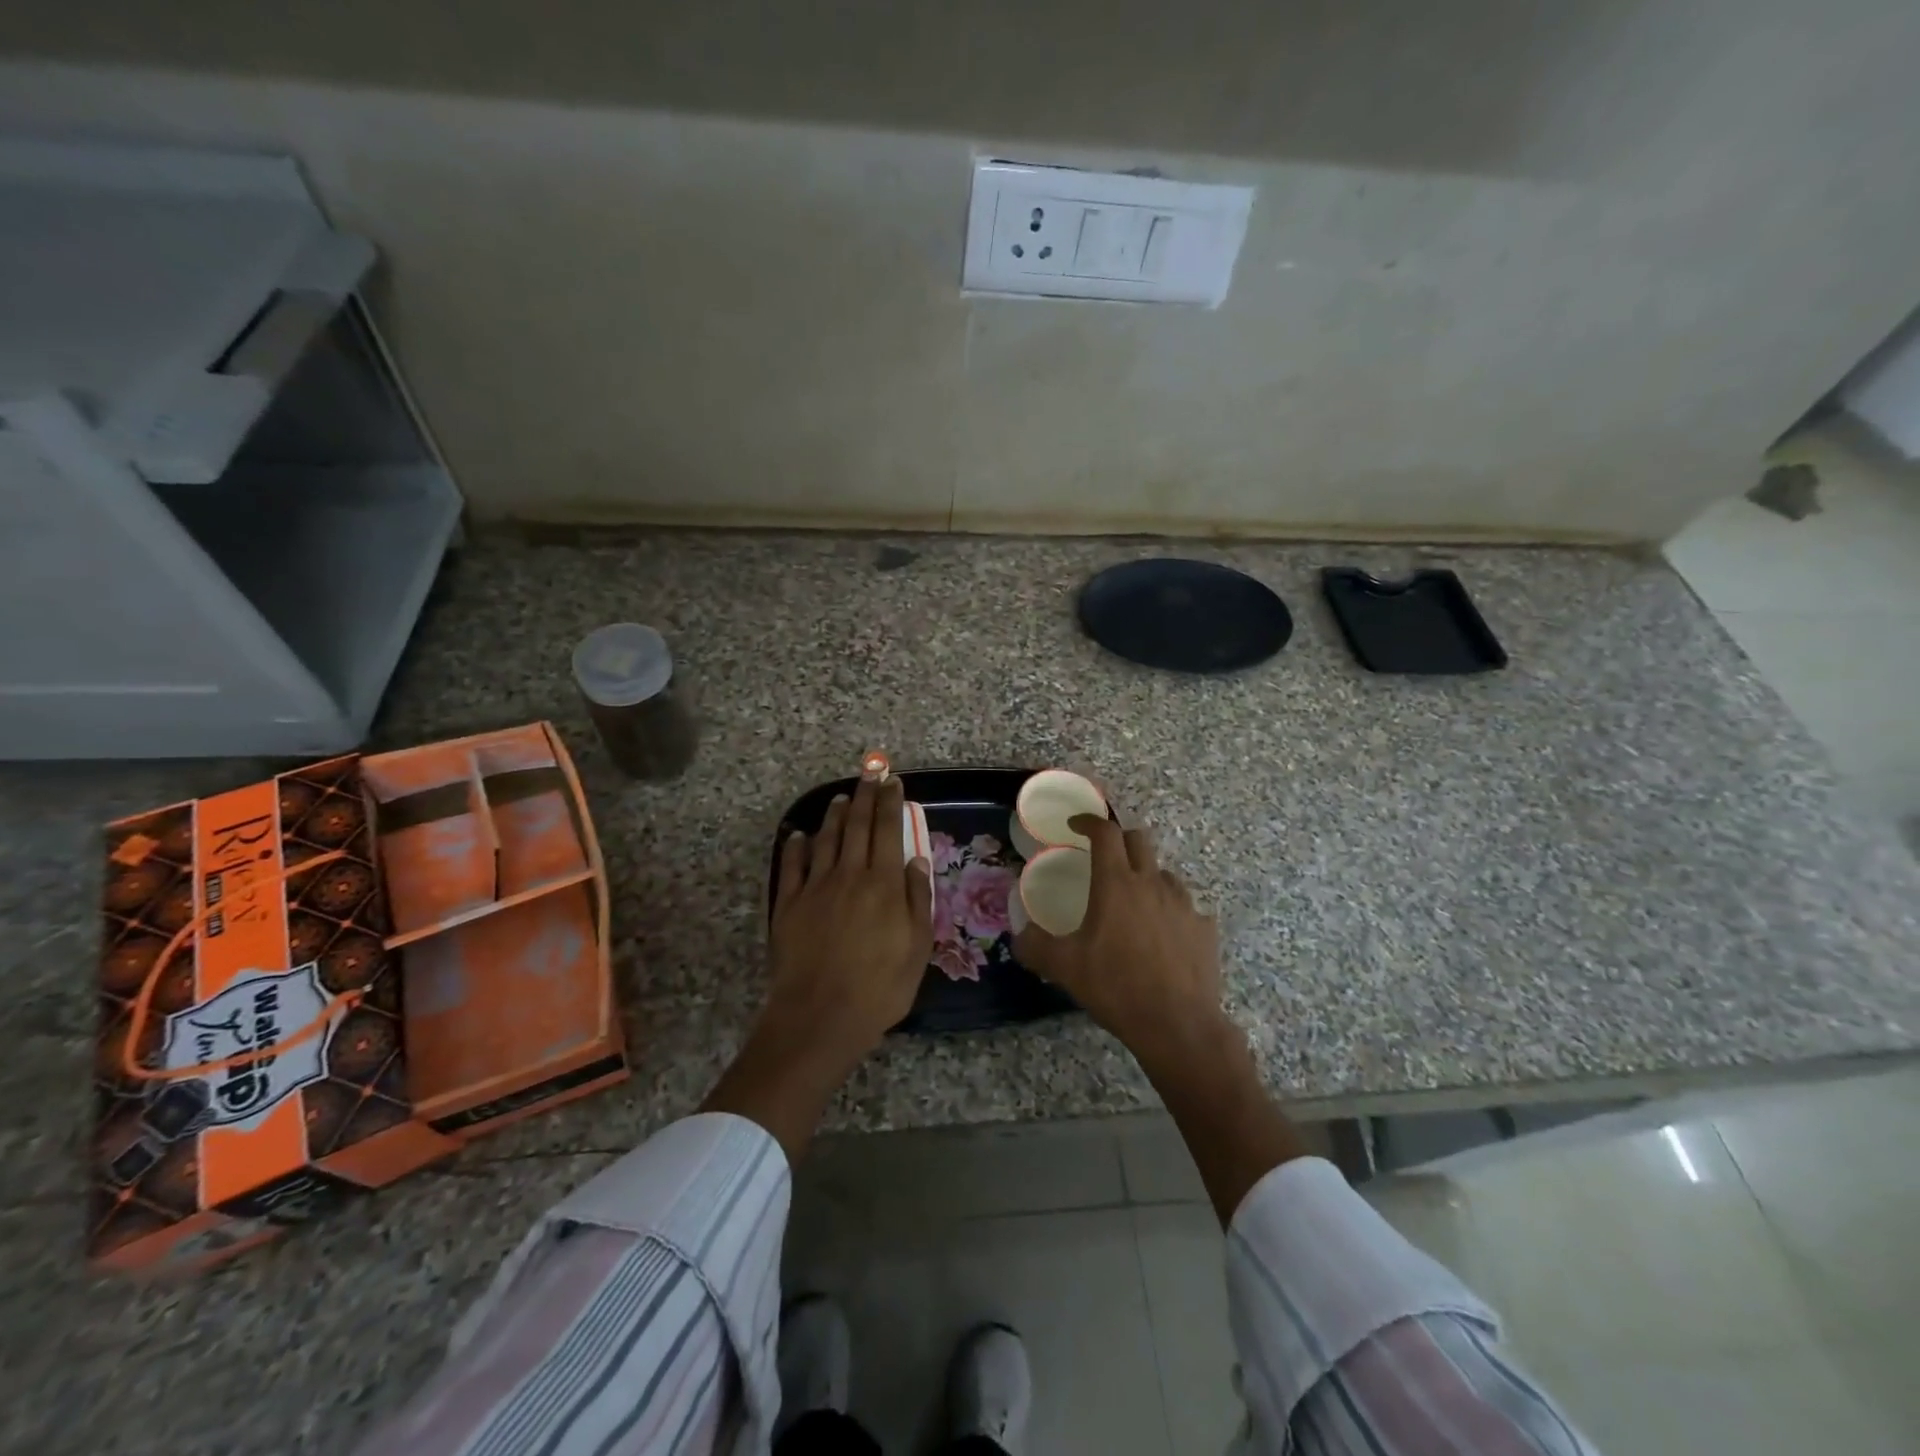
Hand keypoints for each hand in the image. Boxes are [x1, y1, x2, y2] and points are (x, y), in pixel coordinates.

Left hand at [765, 772, 934, 1071]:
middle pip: (857, 825)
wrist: (820, 1016)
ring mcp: (815, 887)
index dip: (890, 802)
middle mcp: (849, 874)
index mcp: (884, 883)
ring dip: (834, 814)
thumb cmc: (879, 987)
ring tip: (841, 797)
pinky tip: (798, 834)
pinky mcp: (788, 904)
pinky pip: (792, 865)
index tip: (893, 782)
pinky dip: (796, 845)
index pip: (888, 830)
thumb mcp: (917, 947)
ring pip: (826, 839)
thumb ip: (917, 899)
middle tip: (870, 773)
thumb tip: (915, 859)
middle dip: (865, 796)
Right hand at [1013, 814, 1223, 1057]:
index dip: (1089, 822)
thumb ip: (1035, 945)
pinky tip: (1163, 936)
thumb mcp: (1064, 967)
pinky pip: (1186, 908)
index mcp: (1116, 884)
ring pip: (1164, 873)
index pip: (1105, 832)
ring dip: (1146, 877)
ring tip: (1133, 902)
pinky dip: (1170, 912)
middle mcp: (1152, 883)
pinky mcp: (1204, 928)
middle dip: (1119, 840)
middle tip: (1104, 859)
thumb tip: (1020, 935)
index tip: (1076, 826)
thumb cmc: (1116, 987)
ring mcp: (1184, 904)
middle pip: (1139, 840)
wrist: (1178, 1025)